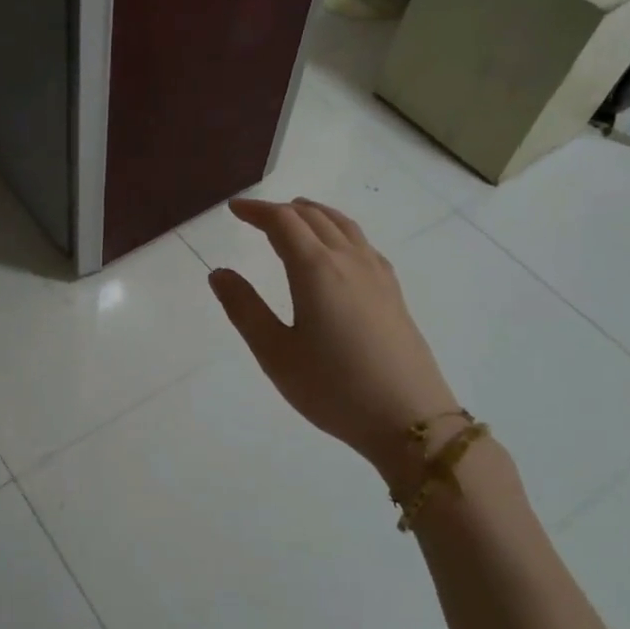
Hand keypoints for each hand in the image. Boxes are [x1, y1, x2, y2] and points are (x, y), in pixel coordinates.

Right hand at [207, 198, 458, 475]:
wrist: (410, 420)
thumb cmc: (333, 388)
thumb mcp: (275, 353)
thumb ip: (244, 308)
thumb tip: (219, 273)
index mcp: (316, 269)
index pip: (283, 222)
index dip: (256, 210)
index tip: (234, 208)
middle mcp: (349, 260)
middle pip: (314, 217)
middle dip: (282, 210)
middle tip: (256, 216)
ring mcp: (377, 275)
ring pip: (344, 226)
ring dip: (315, 214)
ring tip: (297, 215)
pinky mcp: (394, 293)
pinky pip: (363, 243)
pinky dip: (340, 231)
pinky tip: (338, 249)